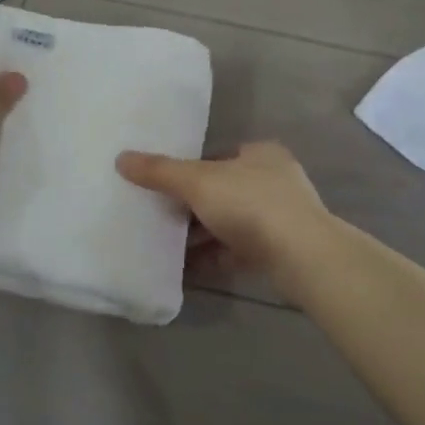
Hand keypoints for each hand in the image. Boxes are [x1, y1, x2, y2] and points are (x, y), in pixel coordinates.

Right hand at [116, 142, 329, 280]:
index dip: (189, 169)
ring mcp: (281, 218)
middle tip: (160, 216)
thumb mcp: (198, 181)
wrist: (303, 257)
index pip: (217, 156)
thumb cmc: (251, 204)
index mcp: (260, 154)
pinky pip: (239, 251)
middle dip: (193, 206)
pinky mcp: (281, 251)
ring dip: (202, 235)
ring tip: (167, 247)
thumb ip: (160, 171)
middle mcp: (274, 180)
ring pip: (231, 223)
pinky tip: (187, 270)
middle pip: (223, 190)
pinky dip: (214, 257)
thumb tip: (121, 158)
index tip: (163, 185)